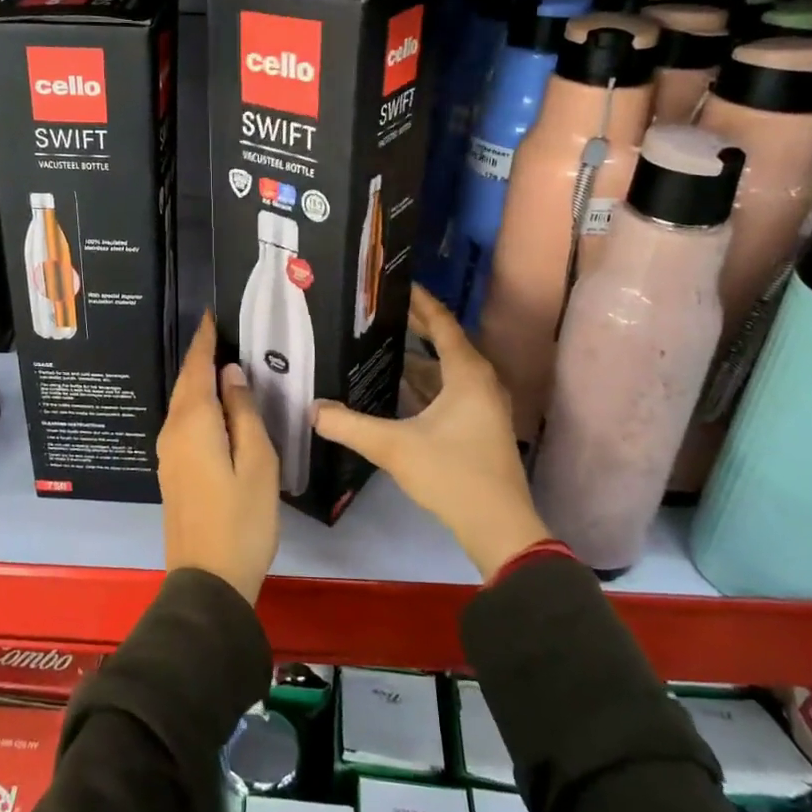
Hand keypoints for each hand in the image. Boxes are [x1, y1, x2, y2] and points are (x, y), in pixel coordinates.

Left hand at [156, 312, 279, 603]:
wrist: (208, 581)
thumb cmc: (242, 520)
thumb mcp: (257, 463)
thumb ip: (244, 413)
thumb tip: (232, 374)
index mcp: (194, 423)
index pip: (197, 368)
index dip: (205, 341)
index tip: (211, 315)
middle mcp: (173, 431)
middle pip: (186, 384)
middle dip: (200, 357)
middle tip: (220, 332)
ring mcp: (168, 454)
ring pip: (183, 404)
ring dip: (198, 380)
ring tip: (221, 361)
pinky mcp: (172, 471)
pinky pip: (184, 423)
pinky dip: (197, 404)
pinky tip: (215, 406)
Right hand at [313, 285, 550, 580]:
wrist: (499, 528)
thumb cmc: (452, 475)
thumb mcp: (394, 447)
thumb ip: (349, 426)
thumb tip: (312, 409)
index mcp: (467, 374)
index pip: (441, 324)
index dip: (419, 302)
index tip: (396, 283)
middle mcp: (479, 382)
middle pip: (444, 343)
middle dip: (413, 327)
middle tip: (378, 311)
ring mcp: (482, 406)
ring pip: (445, 371)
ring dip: (417, 358)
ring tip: (379, 345)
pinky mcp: (478, 427)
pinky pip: (448, 391)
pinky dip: (424, 384)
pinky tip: (396, 388)